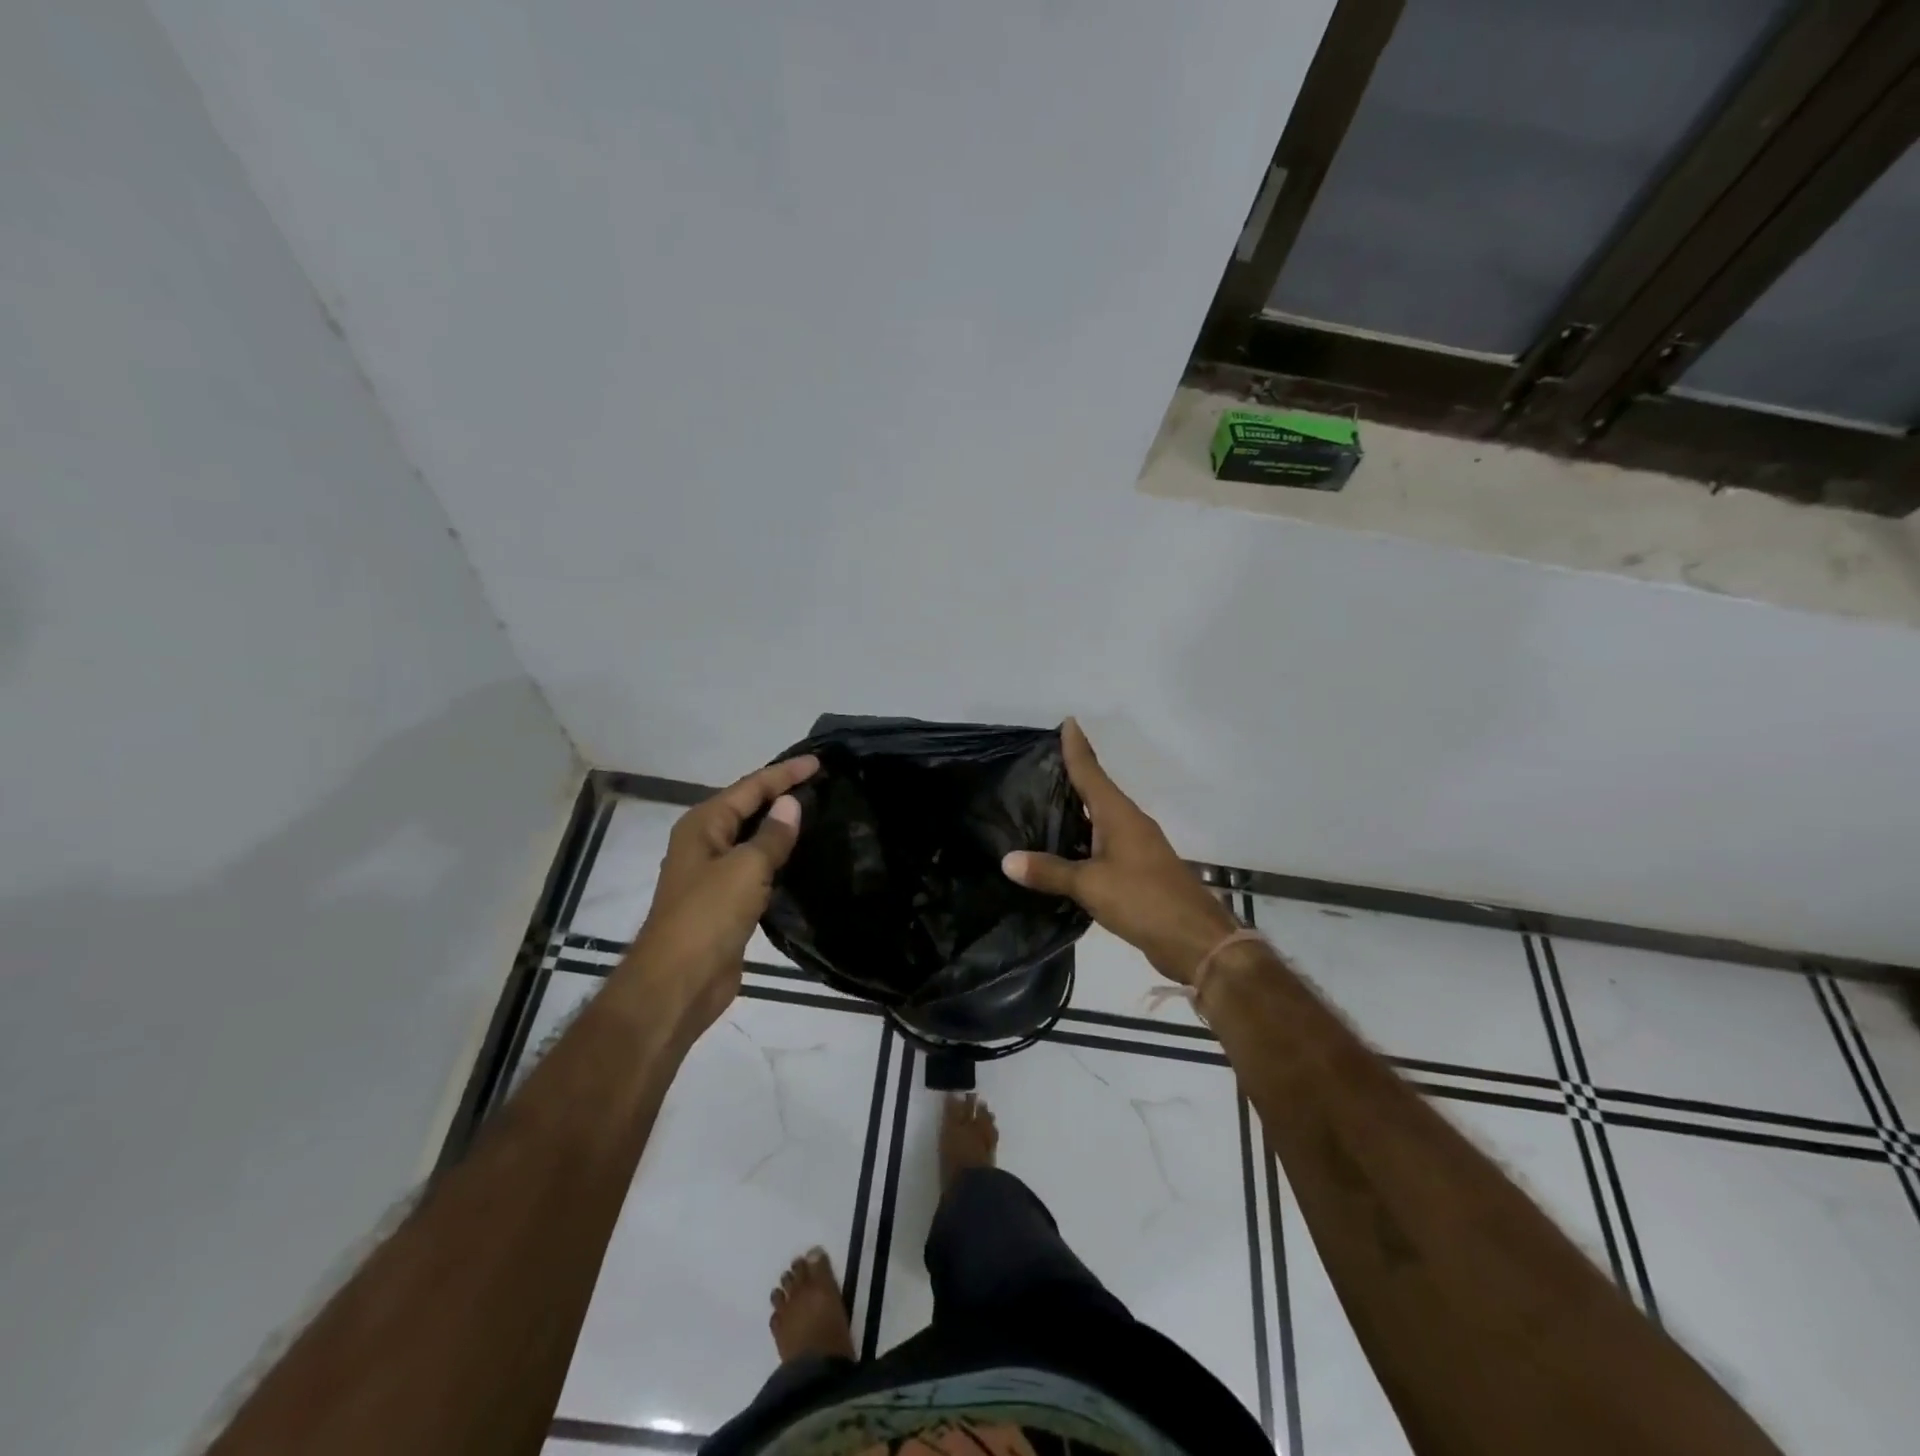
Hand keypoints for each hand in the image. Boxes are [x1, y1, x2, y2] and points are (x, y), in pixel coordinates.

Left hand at [626, 755, 818, 1033]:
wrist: (678, 983)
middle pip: (748, 808)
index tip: (819, 762)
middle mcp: (705, 843)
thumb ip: (772, 835)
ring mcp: (714, 875)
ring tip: (819, 813)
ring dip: (781, 827)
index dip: (784, 774)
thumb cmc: (707, 917)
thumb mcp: (745, 869)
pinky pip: (757, 868)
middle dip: (781, 794)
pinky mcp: (727, 903)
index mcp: (703, 825)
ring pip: (753, 839)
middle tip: (822, 783)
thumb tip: (791, 804)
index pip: (750, 787)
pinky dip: (779, 858)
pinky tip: (803, 858)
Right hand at [1002, 719, 1239, 984]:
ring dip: (1079, 809)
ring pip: (1102, 819)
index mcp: (1119, 815)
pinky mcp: (1139, 871)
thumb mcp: (1090, 885)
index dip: (1077, 748)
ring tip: (1045, 803)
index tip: (1068, 722)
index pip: (1092, 772)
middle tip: (1042, 764)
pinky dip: (1085, 839)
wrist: (1195, 940)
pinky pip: (1106, 843)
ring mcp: (1138, 847)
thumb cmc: (1143, 900)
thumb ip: (1049, 872)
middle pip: (1098, 791)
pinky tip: (1067, 849)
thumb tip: (1007, 859)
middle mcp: (1130, 823)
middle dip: (1074, 775)